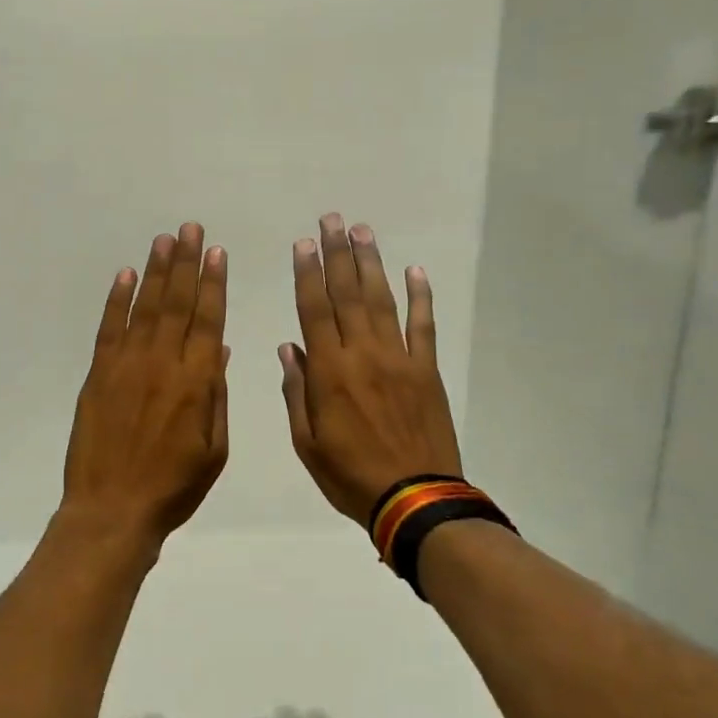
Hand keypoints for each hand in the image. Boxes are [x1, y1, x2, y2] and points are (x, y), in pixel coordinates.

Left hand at [61, 222, 230, 552]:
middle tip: (191, 229)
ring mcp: (126, 366)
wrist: (113, 509)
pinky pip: (109, 328)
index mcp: (197, 382)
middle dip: (186, 263)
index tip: (217, 253)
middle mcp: (163, 364)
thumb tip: (218, 351)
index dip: (213, 284)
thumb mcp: (214, 449)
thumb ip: (216, 396)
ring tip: (165, 240)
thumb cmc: (173, 487)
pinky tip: (125, 275)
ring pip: (144, 308)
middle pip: (176, 303)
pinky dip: (117, 300)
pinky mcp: (98, 374)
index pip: (208, 320)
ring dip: (155, 271)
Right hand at [279, 214, 462, 525]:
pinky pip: (423, 326)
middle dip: (337, 254)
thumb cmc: (350, 475)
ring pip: (381, 301)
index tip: (303, 244)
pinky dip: (420, 297)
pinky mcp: (427, 370)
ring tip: (362, 231)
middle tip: (332, 220)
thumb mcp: (307, 442)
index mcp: (329, 372)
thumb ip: (297, 392)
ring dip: (371, 263)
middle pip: (347, 294)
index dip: (307, 274)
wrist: (414, 497)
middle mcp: (363, 354)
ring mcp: (399, 358)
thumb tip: (289, 347)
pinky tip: (414, 271)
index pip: (314, 310)